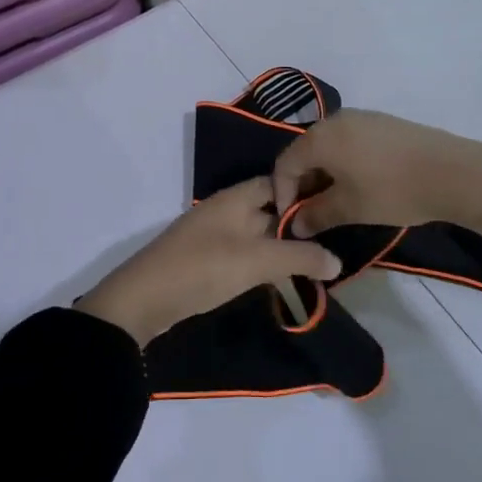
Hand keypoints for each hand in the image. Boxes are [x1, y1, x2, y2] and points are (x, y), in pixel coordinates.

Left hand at [74, 178, 342, 345]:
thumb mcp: (256, 260)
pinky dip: (265, 262)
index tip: (335, 204)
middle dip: (298, 224)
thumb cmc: (203, 268)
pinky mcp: (208, 262)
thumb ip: (299, 258)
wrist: (143, 300)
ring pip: (258, 234)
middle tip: (336, 238)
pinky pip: (245, 254)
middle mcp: (226, 211)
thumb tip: (338, 261)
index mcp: (235, 198)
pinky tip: (283, 279)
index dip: (305, 189)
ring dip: (283, 247)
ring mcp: (215, 236)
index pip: (277, 182)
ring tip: (318, 262)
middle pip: (269, 210)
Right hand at [271, 110, 481, 246]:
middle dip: (303, 184)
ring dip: (324, 174)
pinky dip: (344, 163)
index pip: (285, 163)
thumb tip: (296, 225)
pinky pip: (350, 142)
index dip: (281, 193)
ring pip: (329, 147)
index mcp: (320, 137)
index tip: (291, 220)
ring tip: (336, 202)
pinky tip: (359, 184)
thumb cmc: (392, 191)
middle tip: (312, 213)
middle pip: (306, 152)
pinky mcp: (383, 123)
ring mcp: (362, 117)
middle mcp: (336, 119)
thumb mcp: (350, 209)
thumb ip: (316, 215)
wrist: (454, 172)